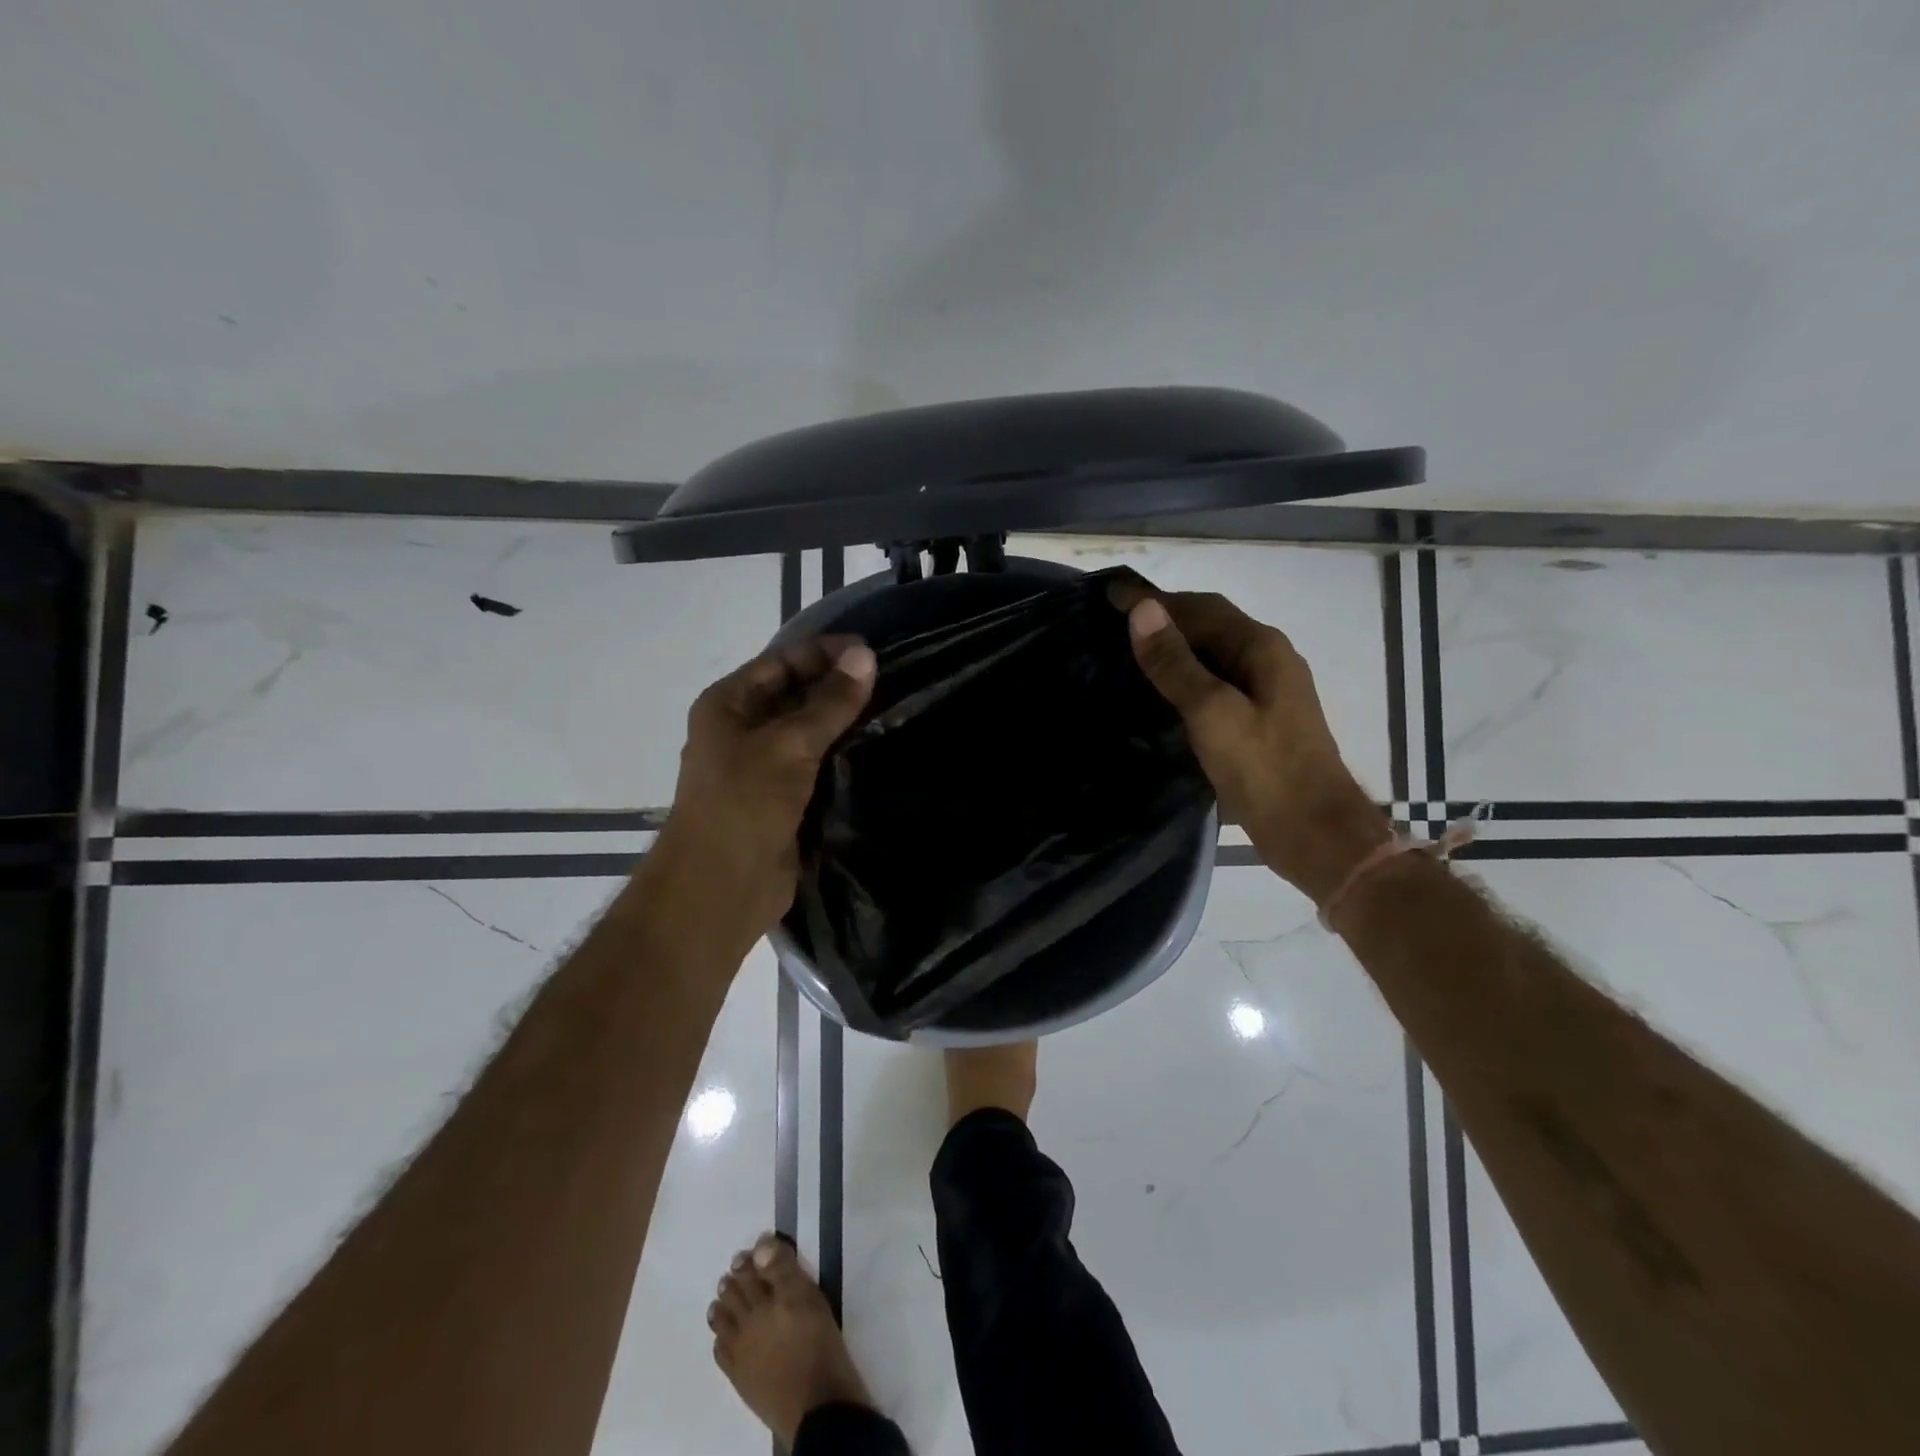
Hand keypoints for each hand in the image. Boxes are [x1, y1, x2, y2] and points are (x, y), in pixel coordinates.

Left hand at [652, 636, 876, 941]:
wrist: (722, 887)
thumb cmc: (744, 803)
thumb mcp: (789, 744)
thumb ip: (830, 702)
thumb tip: (866, 655)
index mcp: (728, 704)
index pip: (781, 661)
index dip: (825, 652)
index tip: (873, 651)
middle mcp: (742, 729)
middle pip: (795, 694)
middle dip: (837, 684)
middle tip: (892, 678)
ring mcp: (763, 766)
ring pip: (809, 731)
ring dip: (843, 721)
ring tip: (893, 708)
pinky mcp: (783, 798)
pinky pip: (816, 764)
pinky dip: (842, 754)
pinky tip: (877, 748)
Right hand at [1109, 577, 1389, 904]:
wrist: (1314, 834)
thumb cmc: (1264, 771)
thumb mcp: (1212, 713)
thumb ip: (1176, 663)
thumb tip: (1142, 610)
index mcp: (1262, 648)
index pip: (1200, 608)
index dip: (1154, 599)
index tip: (1110, 592)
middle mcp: (1269, 659)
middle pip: (1211, 624)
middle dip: (1165, 615)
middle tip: (1115, 618)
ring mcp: (1268, 690)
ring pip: (1214, 653)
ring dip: (1176, 645)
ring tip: (1131, 649)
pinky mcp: (1261, 719)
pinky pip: (1217, 680)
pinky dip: (1187, 674)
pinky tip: (1164, 691)